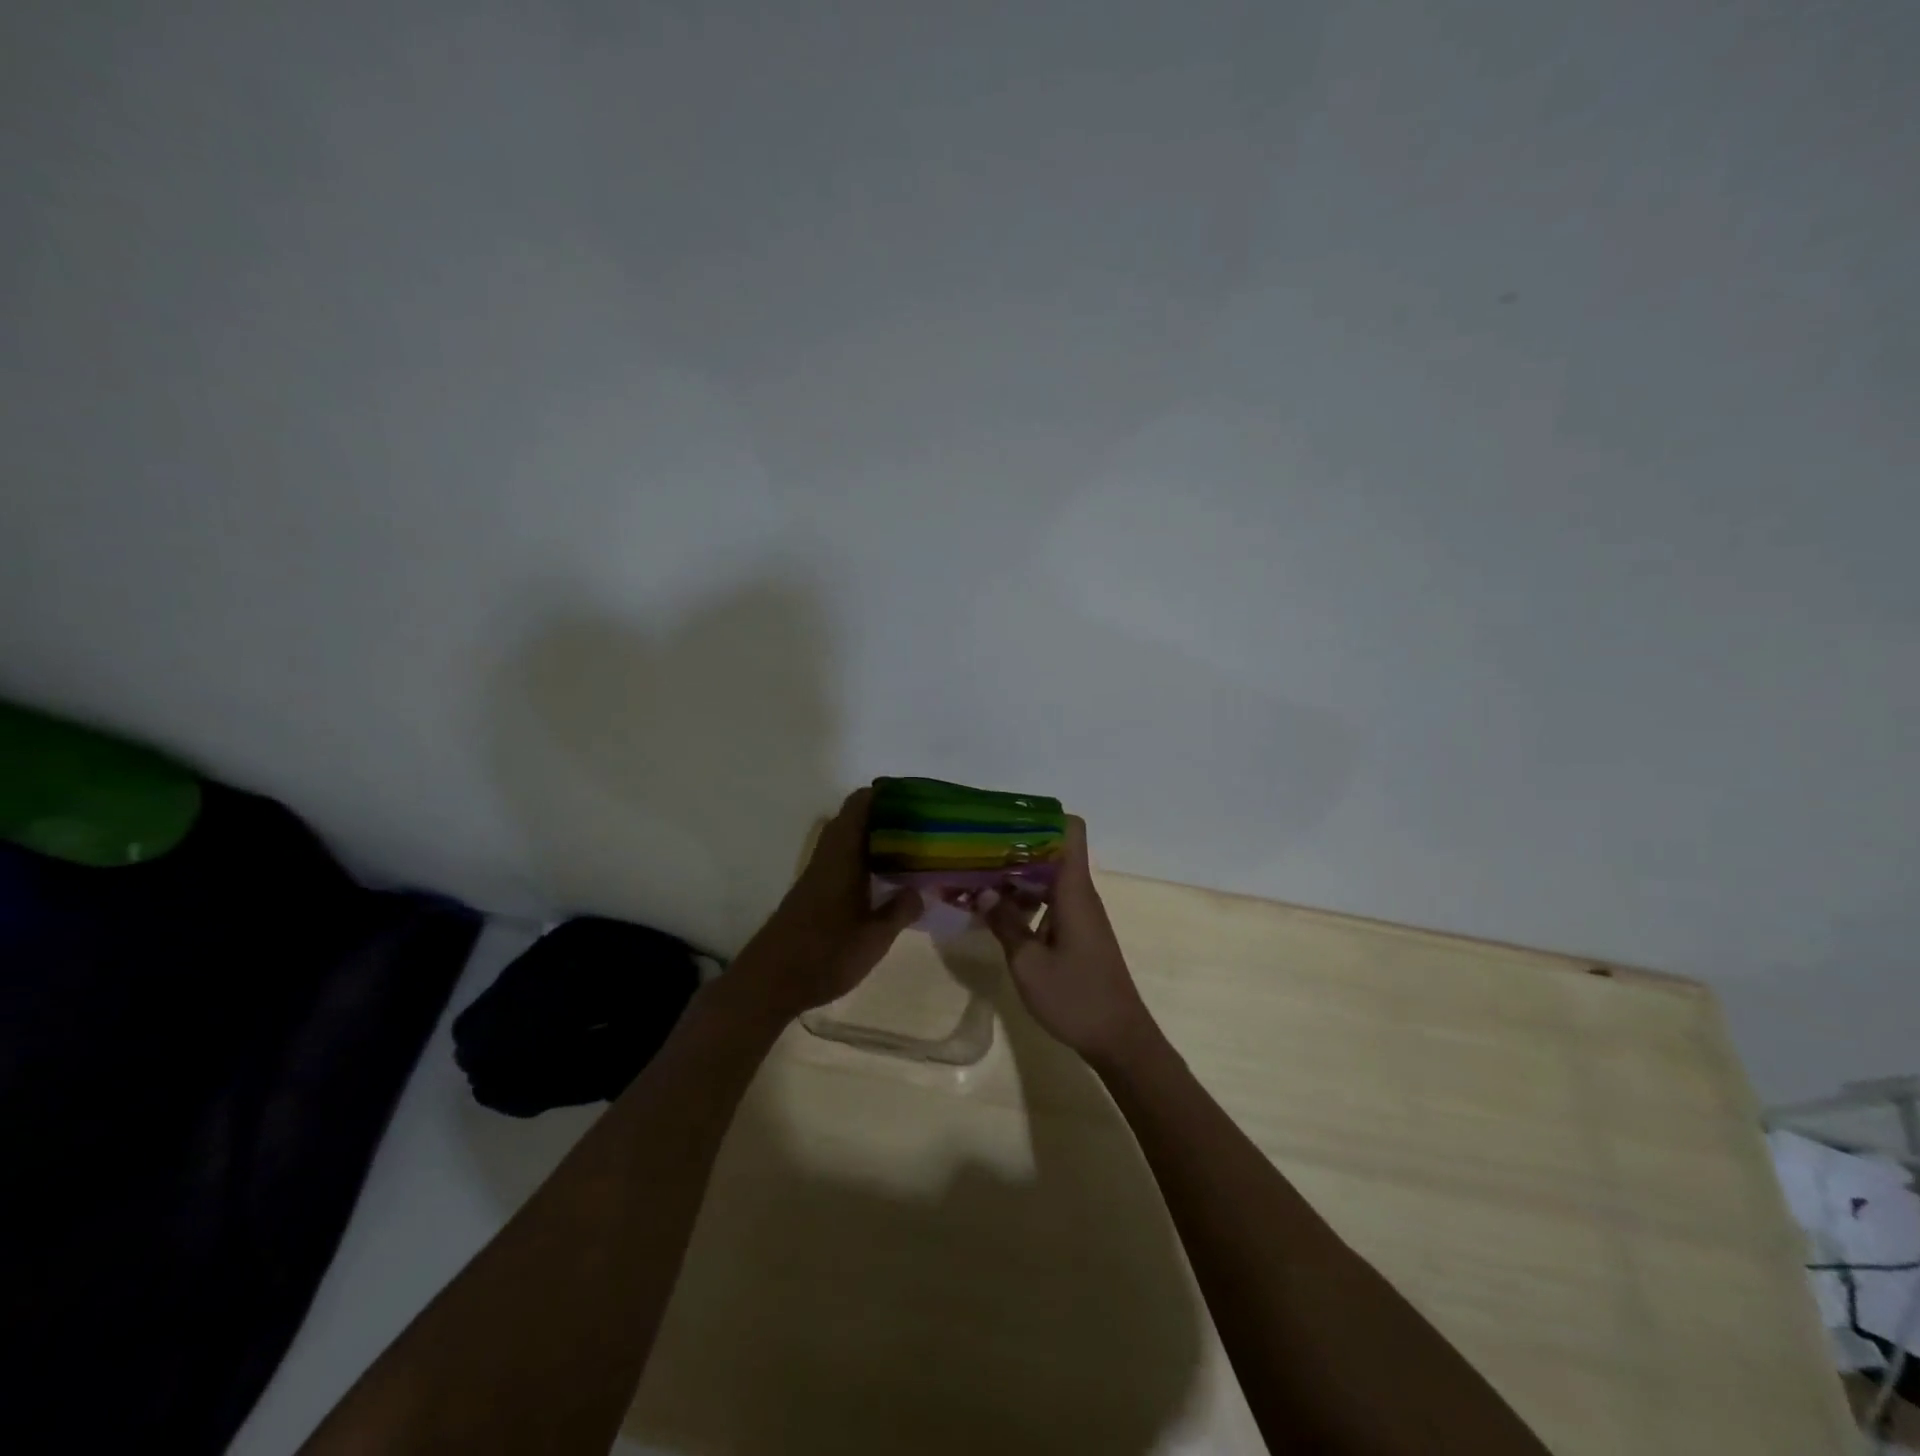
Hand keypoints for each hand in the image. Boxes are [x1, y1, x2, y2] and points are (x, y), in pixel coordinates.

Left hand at [732, 786, 922, 1021]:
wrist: (769, 982)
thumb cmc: (825, 955)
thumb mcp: (874, 939)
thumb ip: (899, 911)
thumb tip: (919, 891)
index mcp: (842, 857)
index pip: (858, 806)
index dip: (883, 794)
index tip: (911, 797)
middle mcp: (827, 858)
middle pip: (851, 819)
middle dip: (883, 815)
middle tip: (917, 825)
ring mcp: (815, 876)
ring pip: (845, 841)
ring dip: (871, 838)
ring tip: (906, 849)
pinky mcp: (810, 894)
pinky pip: (840, 861)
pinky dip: (861, 859)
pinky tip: (880, 880)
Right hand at [977, 817, 1157, 1063]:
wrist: (1119, 1039)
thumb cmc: (1075, 998)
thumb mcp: (1028, 963)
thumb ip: (1005, 924)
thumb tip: (984, 892)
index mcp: (1073, 890)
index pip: (1070, 830)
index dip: (1041, 817)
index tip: (1004, 821)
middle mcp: (1080, 894)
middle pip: (1052, 852)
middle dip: (1015, 848)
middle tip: (975, 851)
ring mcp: (1080, 914)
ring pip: (1048, 879)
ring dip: (1016, 878)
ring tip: (977, 881)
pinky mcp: (1078, 933)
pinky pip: (1050, 902)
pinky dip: (1026, 902)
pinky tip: (997, 915)